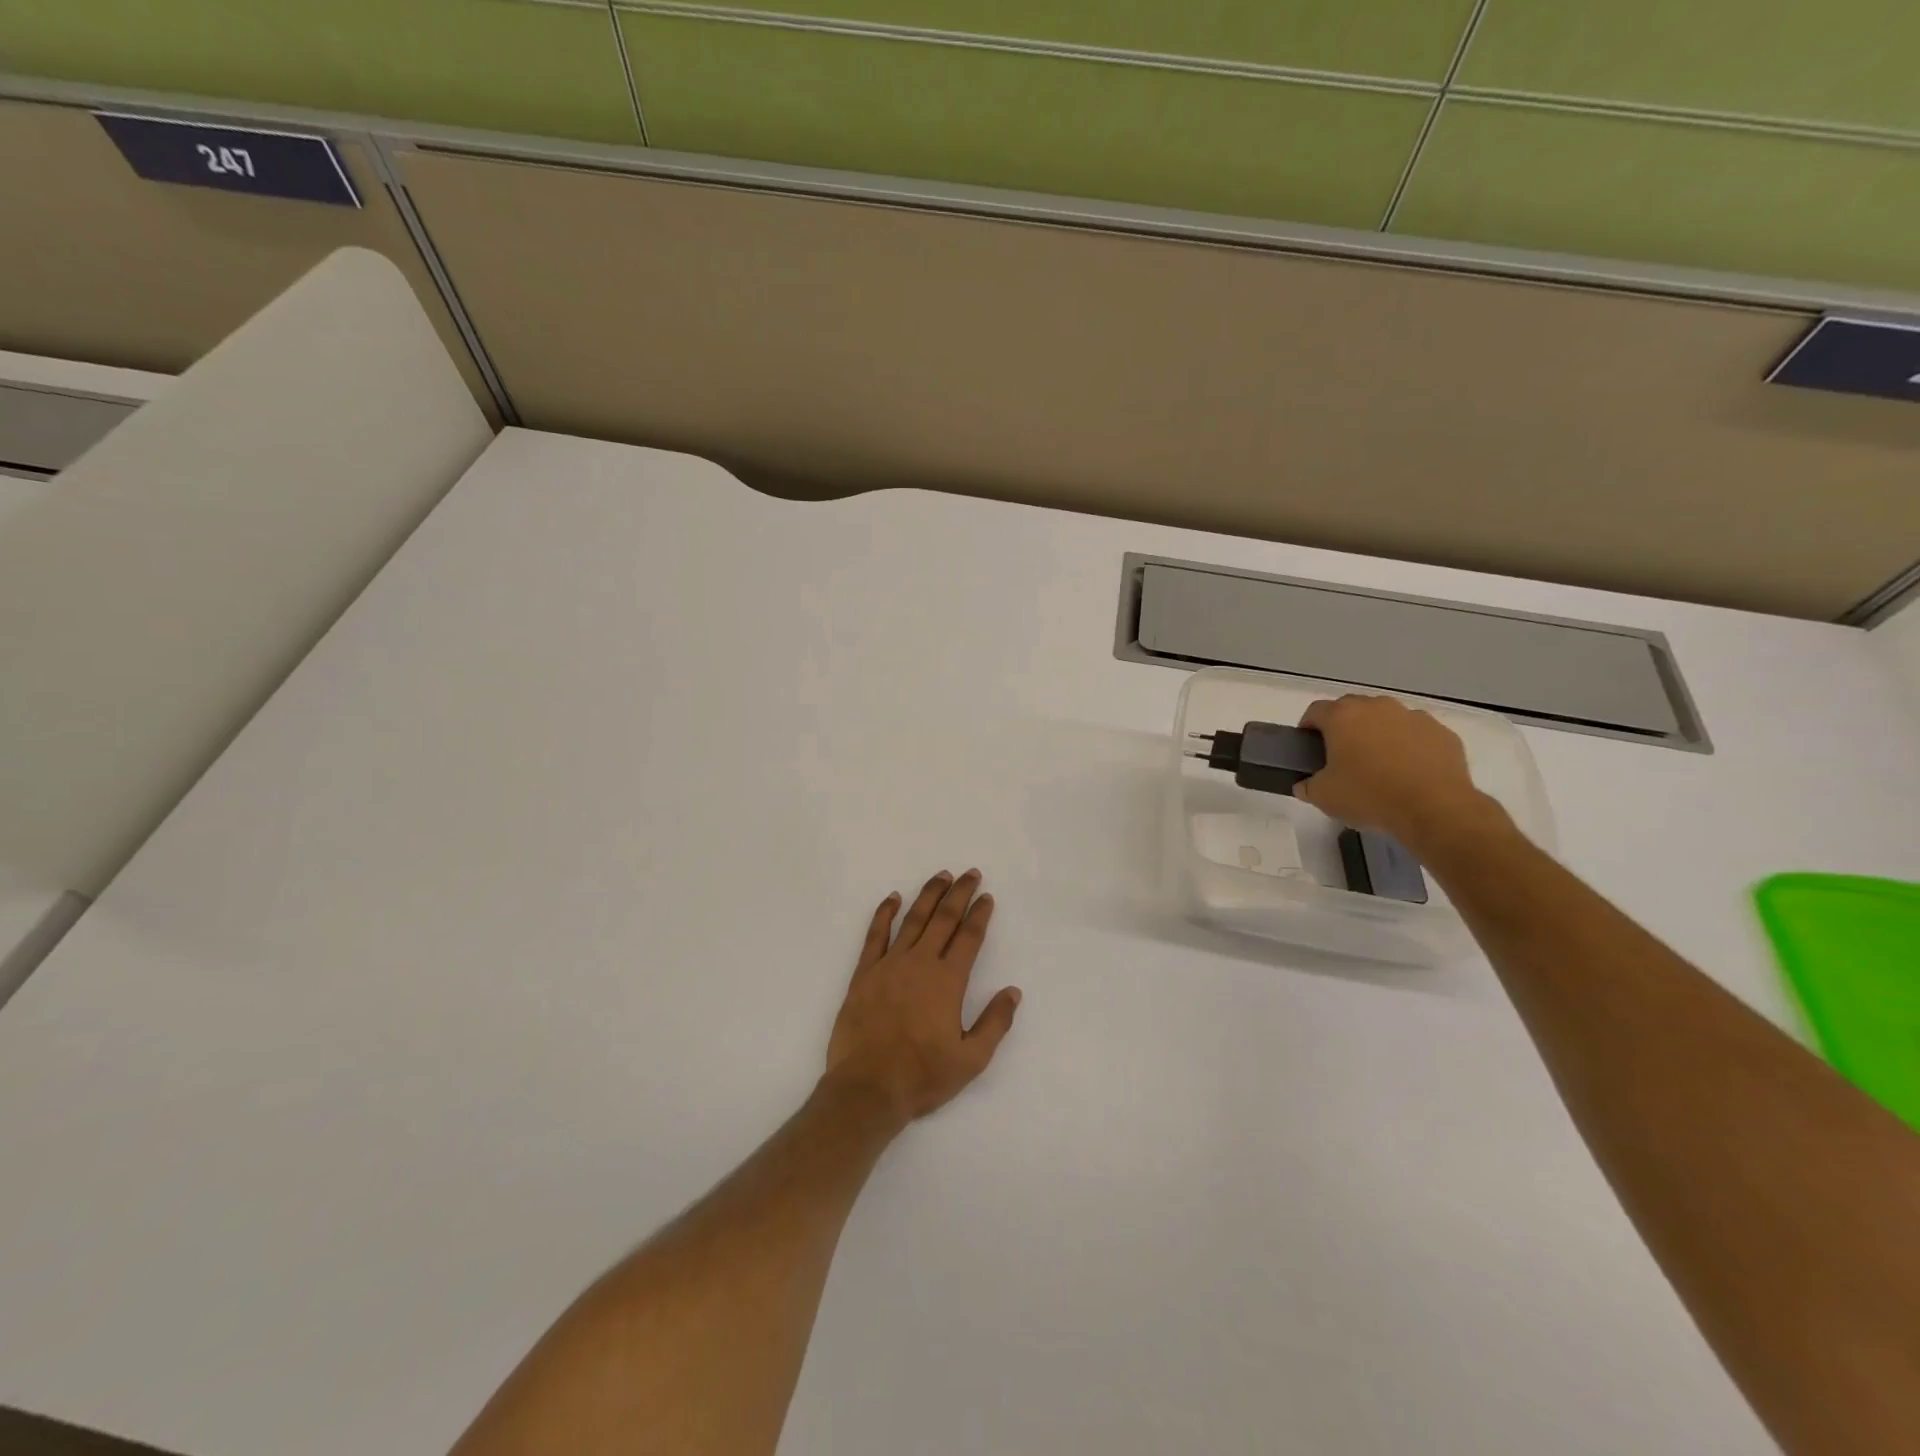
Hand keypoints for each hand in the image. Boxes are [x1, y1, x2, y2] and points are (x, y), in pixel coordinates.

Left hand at [822, 870, 1021, 1127]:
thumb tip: (1013, 991)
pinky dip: (884, 913)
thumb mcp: (971, 1059)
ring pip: (913, 919)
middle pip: (943, 919)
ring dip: (929, 895)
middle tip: (970, 874)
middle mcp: (920, 963)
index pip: (969, 937)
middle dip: (959, 893)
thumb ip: (995, 1023)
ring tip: (941, 876)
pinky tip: (892, 898)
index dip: (980, 915)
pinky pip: (875, 935)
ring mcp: (889, 965)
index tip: (987, 897)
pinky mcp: (864, 973)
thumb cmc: (922, 1076)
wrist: (867, 1088)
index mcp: (948, 981)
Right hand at [1294, 695, 1497, 851]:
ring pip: (1387, 718)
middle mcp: (1377, 707)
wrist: (1434, 808)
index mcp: (1342, 717)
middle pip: (1352, 709)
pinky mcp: (1442, 733)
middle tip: (1342, 756)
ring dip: (1378, 733)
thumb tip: (1305, 784)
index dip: (1308, 727)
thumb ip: (1307, 785)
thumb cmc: (1369, 795)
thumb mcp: (1323, 797)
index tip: (1309, 747)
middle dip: (1344, 727)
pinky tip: (1410, 772)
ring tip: (1380, 765)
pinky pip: (1417, 734)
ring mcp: (1413, 716)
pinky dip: (1409, 746)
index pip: (1315, 711)